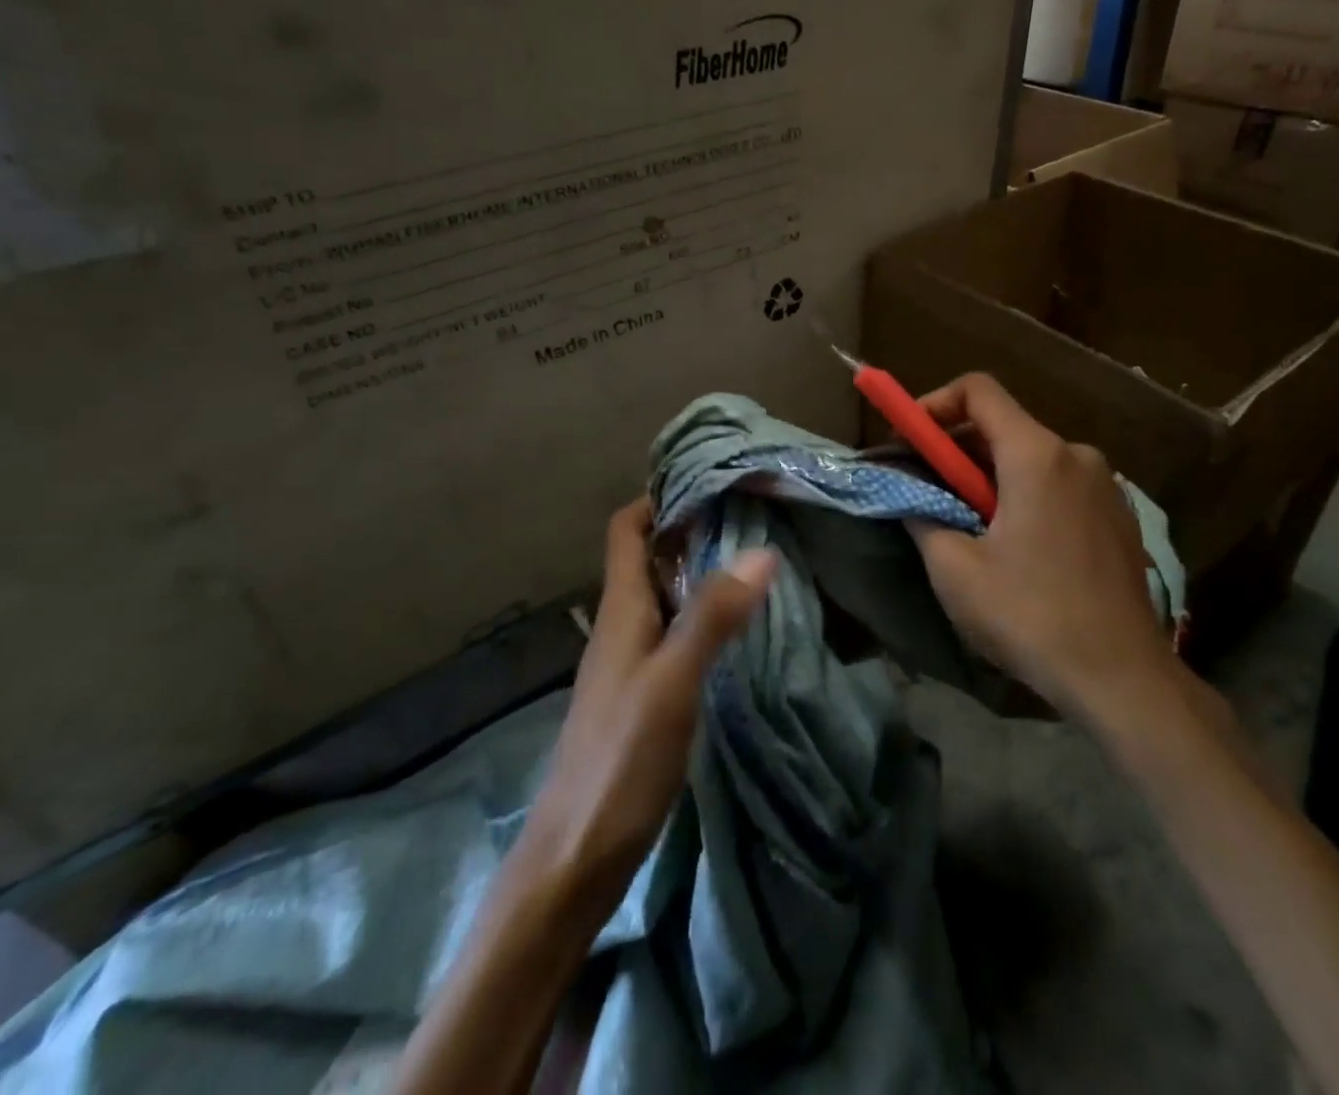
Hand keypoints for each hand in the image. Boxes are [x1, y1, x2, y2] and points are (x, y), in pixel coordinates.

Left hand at [515, 499, 774, 926]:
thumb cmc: (620, 761)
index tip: (709, 481)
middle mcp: (622, 626)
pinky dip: (704, 616)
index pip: (627, 529)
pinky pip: (674, 634)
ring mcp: (631, 663)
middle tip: (751, 515)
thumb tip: (762, 550)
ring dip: (701, 572)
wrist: (576, 857)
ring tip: (756, 559)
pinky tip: (739, 629)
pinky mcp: (644, 696)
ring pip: (664, 596)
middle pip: (649, 557)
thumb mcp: (673, 682)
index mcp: (620, 610)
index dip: (658, 499)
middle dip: (691, 530)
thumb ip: (713, 616)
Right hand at [907, 374, 1170, 714]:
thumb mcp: (954, 570)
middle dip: (957, 448)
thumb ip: (922, 518)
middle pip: (1004, 425)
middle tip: (927, 489)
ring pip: (1032, 457)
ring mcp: (1105, 485)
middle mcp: (1077, 455)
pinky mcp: (1118, 515)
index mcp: (1037, 455)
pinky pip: (1059, 484)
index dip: (935, 403)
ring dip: (990, 476)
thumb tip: (911, 499)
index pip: (979, 390)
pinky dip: (1025, 494)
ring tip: (968, 526)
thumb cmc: (1030, 616)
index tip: (909, 439)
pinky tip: (1015, 546)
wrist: (1122, 678)